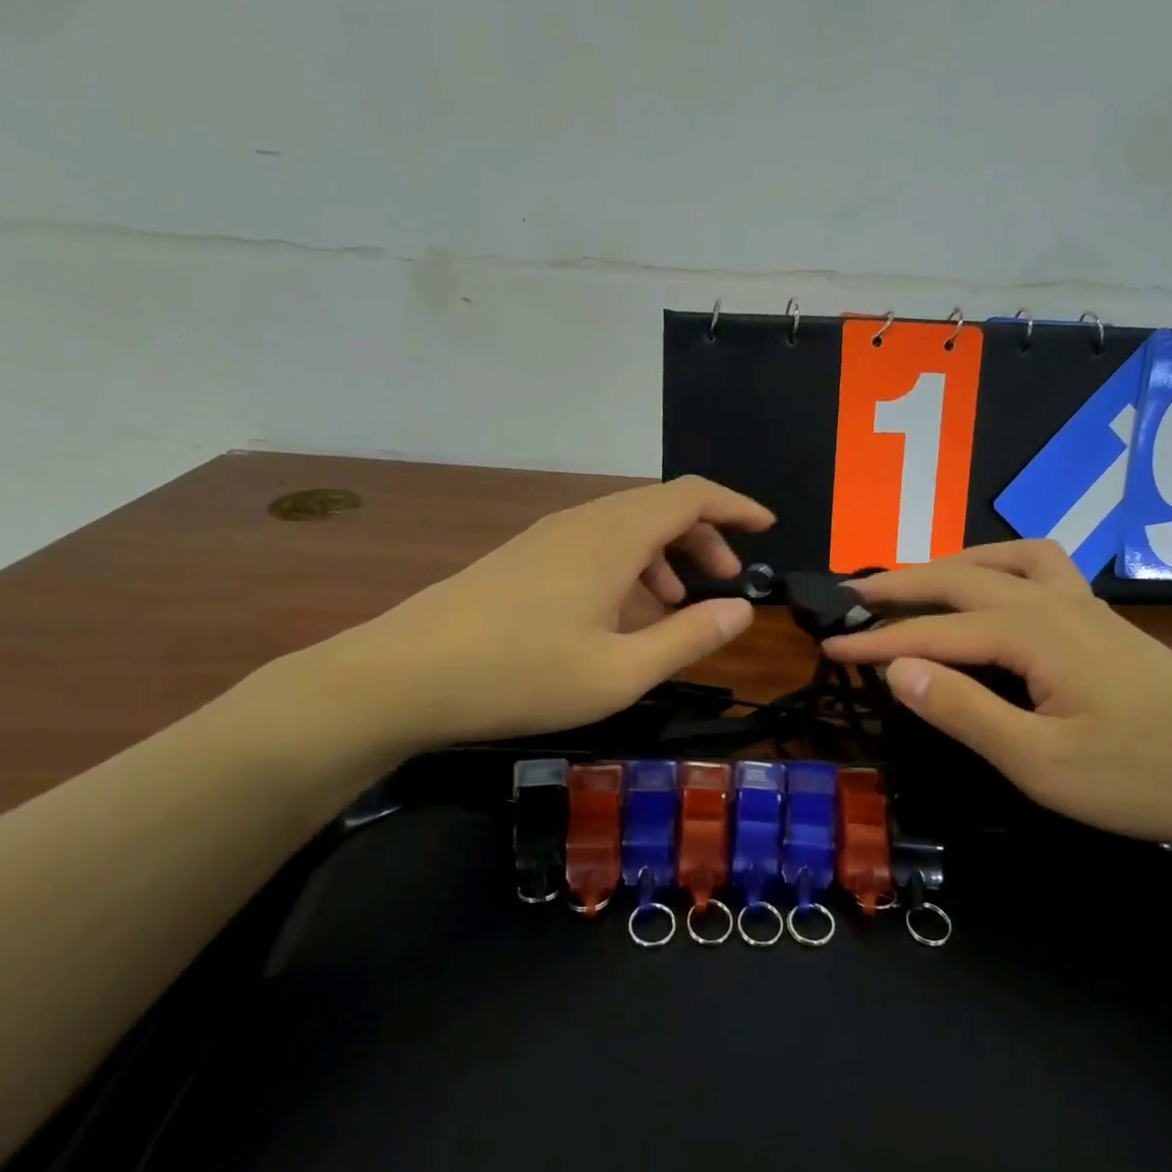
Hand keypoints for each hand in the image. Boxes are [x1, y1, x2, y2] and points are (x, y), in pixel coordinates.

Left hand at [298, 477, 772, 756]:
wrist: (404, 677)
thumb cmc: (523, 676)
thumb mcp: (621, 672)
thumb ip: (688, 638)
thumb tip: (742, 609)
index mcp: (612, 537)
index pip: (690, 495)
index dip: (735, 505)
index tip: (768, 527)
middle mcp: (581, 522)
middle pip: (658, 507)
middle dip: (704, 537)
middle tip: (726, 581)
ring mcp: (544, 538)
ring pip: (623, 527)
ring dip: (663, 555)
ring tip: (678, 603)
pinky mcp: (520, 559)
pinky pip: (592, 546)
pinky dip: (626, 567)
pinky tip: (620, 614)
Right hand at [823, 540, 1171, 852]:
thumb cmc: (1145, 778)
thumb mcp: (1041, 764)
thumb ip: (965, 711)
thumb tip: (897, 670)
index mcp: (1031, 634)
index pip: (932, 632)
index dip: (875, 640)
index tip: (826, 645)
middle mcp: (1053, 603)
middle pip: (959, 577)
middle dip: (898, 586)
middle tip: (849, 596)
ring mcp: (1083, 607)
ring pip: (1002, 560)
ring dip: (948, 564)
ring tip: (914, 582)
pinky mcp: (1101, 622)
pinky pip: (1039, 568)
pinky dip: (999, 563)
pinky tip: (994, 587)